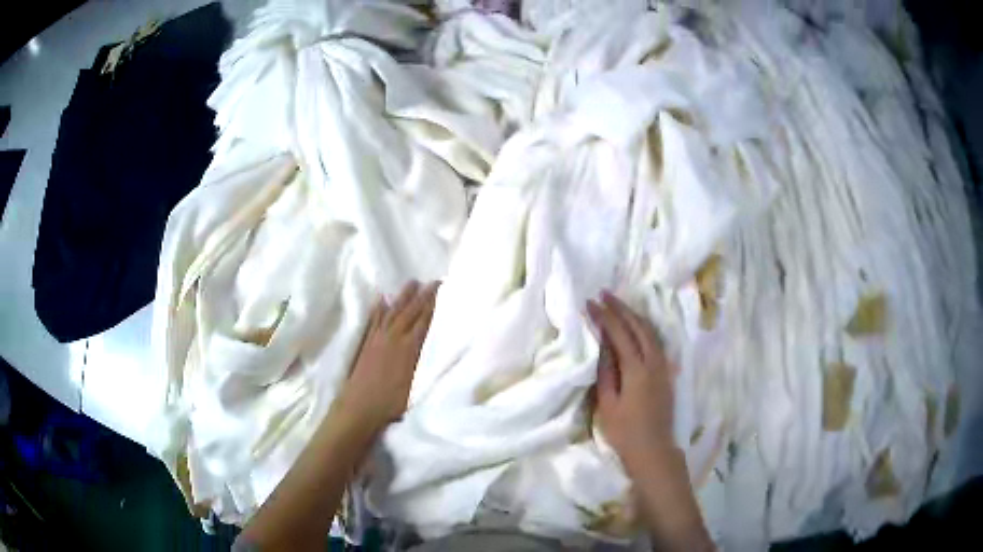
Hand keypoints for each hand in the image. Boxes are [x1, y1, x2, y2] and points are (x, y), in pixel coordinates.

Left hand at [335, 281, 439, 434]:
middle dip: (423, 296)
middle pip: (411, 312)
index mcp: (409, 348)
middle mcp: (394, 338)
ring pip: (393, 311)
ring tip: (412, 283)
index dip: (433, 305)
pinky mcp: (367, 343)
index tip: (442, 291)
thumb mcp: (417, 385)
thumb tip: (443, 350)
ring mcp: (378, 339)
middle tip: (433, 281)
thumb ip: (427, 364)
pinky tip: (383, 299)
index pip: (424, 321)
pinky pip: (374, 320)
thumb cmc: (392, 402)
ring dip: (403, 296)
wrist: (359, 406)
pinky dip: (380, 308)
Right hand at [587, 291, 679, 474]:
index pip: (619, 334)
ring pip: (651, 332)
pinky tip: (637, 328)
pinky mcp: (667, 374)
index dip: (604, 316)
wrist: (653, 450)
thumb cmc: (625, 432)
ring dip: (635, 315)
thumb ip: (606, 371)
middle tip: (604, 294)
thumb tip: (603, 344)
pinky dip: (644, 329)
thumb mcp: (607, 403)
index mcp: (637, 370)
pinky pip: (656, 342)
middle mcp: (654, 362)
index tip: (590, 302)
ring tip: (619, 305)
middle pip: (639, 326)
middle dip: (621, 308)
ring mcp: (663, 367)